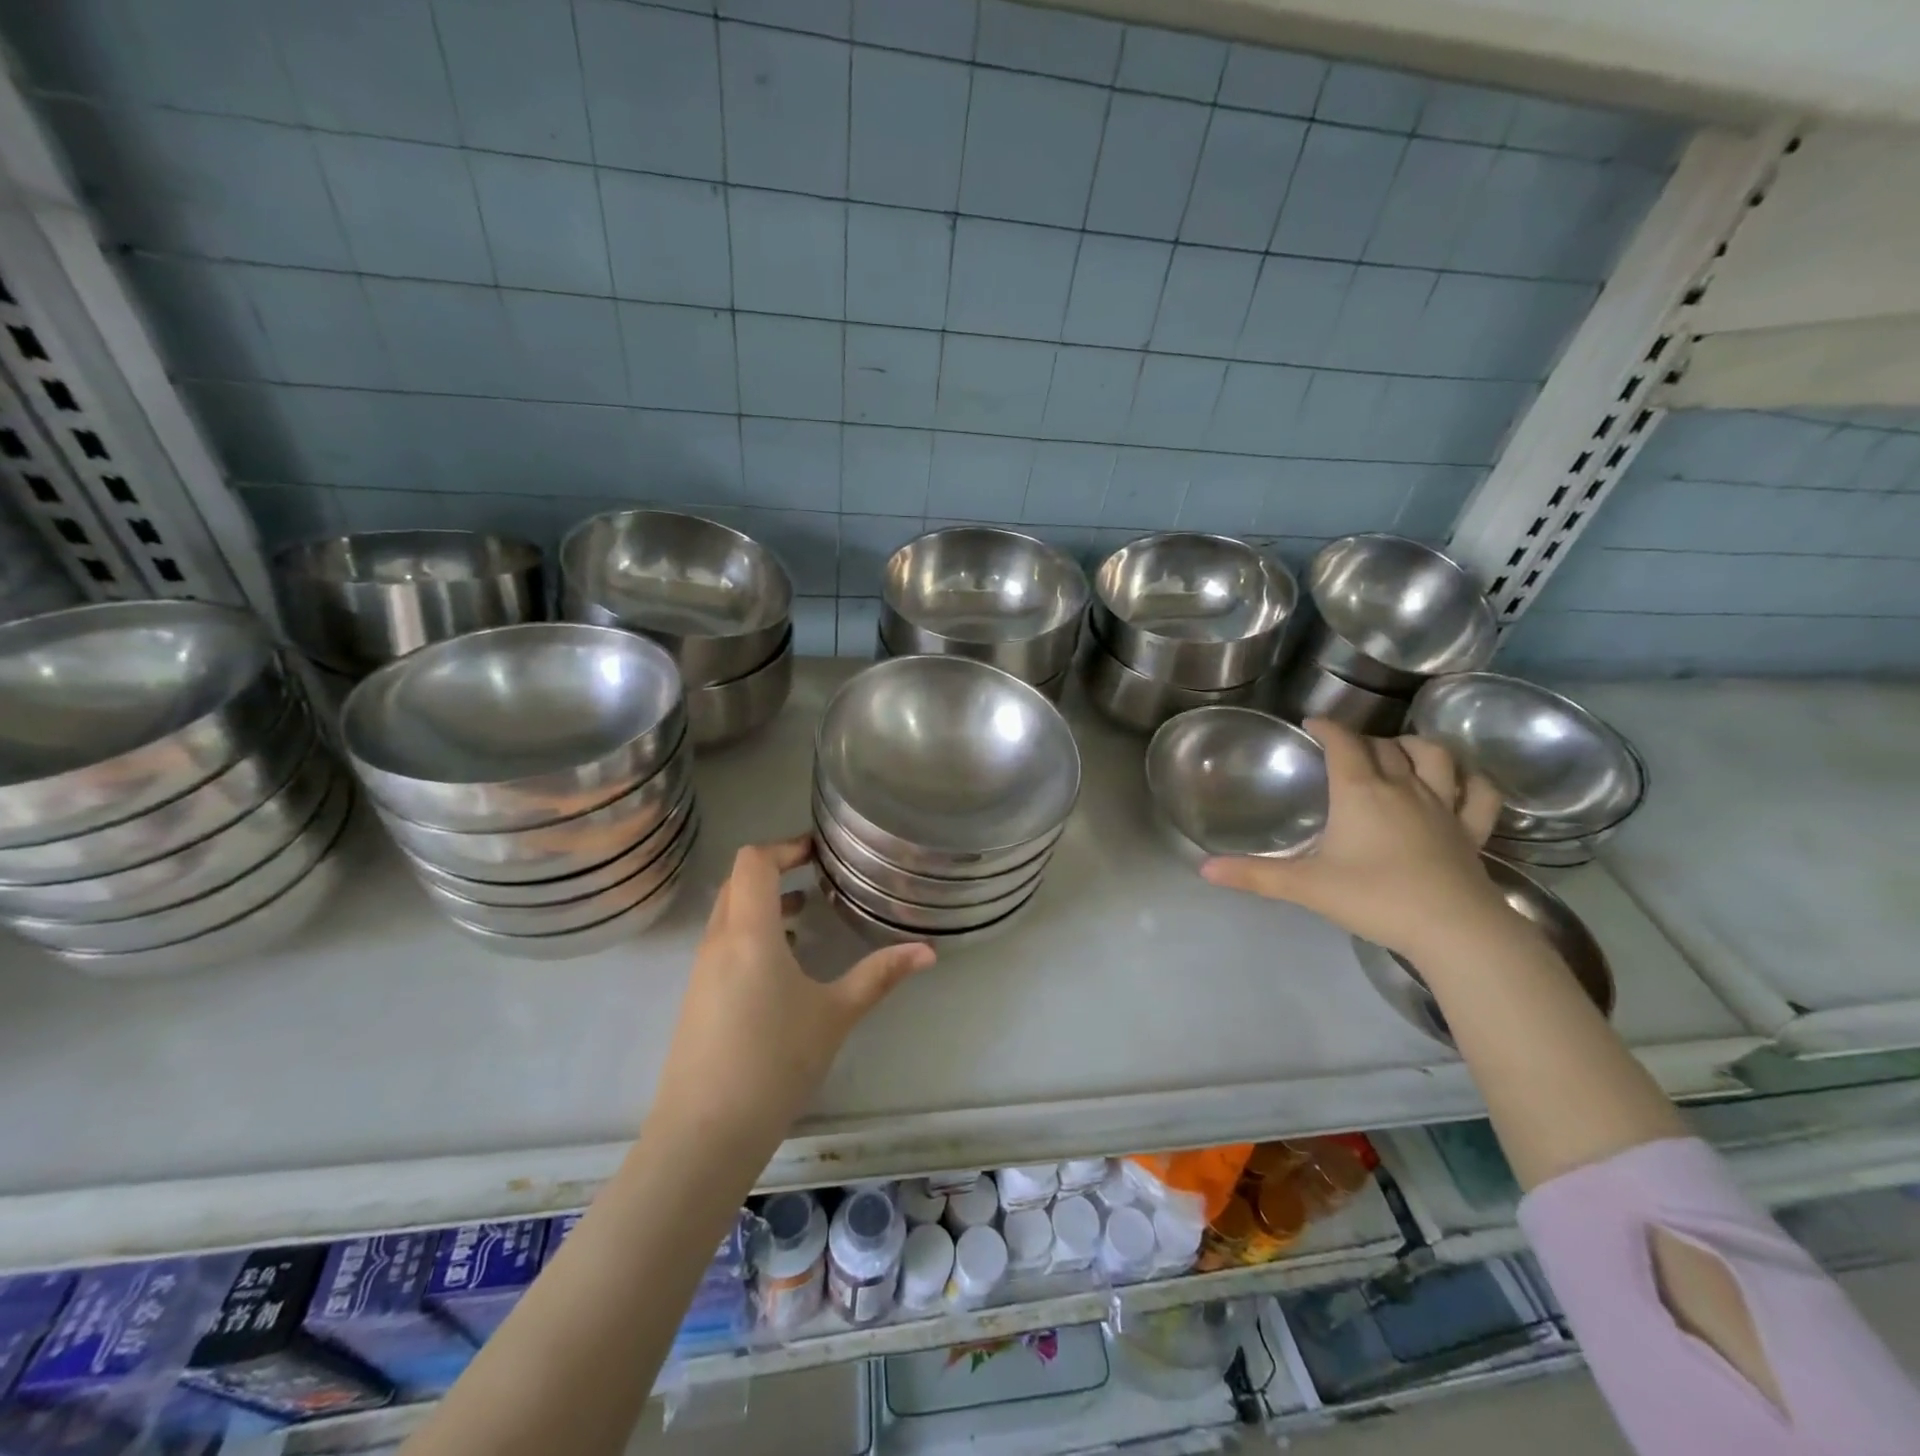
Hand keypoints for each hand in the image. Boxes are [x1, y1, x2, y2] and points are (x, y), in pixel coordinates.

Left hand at [650, 835, 934, 1145]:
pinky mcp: (697, 998)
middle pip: (737, 882)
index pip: (753, 862)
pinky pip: (724, 944)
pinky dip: (753, 934)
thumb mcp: (836, 1015)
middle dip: (775, 869)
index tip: (817, 850)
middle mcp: (718, 942)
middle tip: (816, 873)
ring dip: (764, 904)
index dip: (784, 846)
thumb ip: (880, 976)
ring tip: (806, 912)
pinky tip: (784, 964)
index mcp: (749, 933)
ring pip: (728, 914)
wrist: (704, 1134)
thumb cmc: (774, 1062)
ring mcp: (701, 971)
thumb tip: (928, 951)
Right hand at [1201, 719, 1509, 959]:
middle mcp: (1403, 788)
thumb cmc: (1374, 898)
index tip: (1312, 723)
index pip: (1343, 743)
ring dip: (1416, 746)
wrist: (1453, 929)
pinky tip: (1460, 781)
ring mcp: (1444, 807)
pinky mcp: (1472, 831)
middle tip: (1345, 750)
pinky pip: (1480, 794)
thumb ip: (1255, 874)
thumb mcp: (1306, 887)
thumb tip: (1204, 868)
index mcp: (1360, 792)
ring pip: (1435, 756)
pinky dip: (1471, 779)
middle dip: (1363, 740)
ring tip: (1400, 751)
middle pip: (1384, 746)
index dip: (1327, 727)